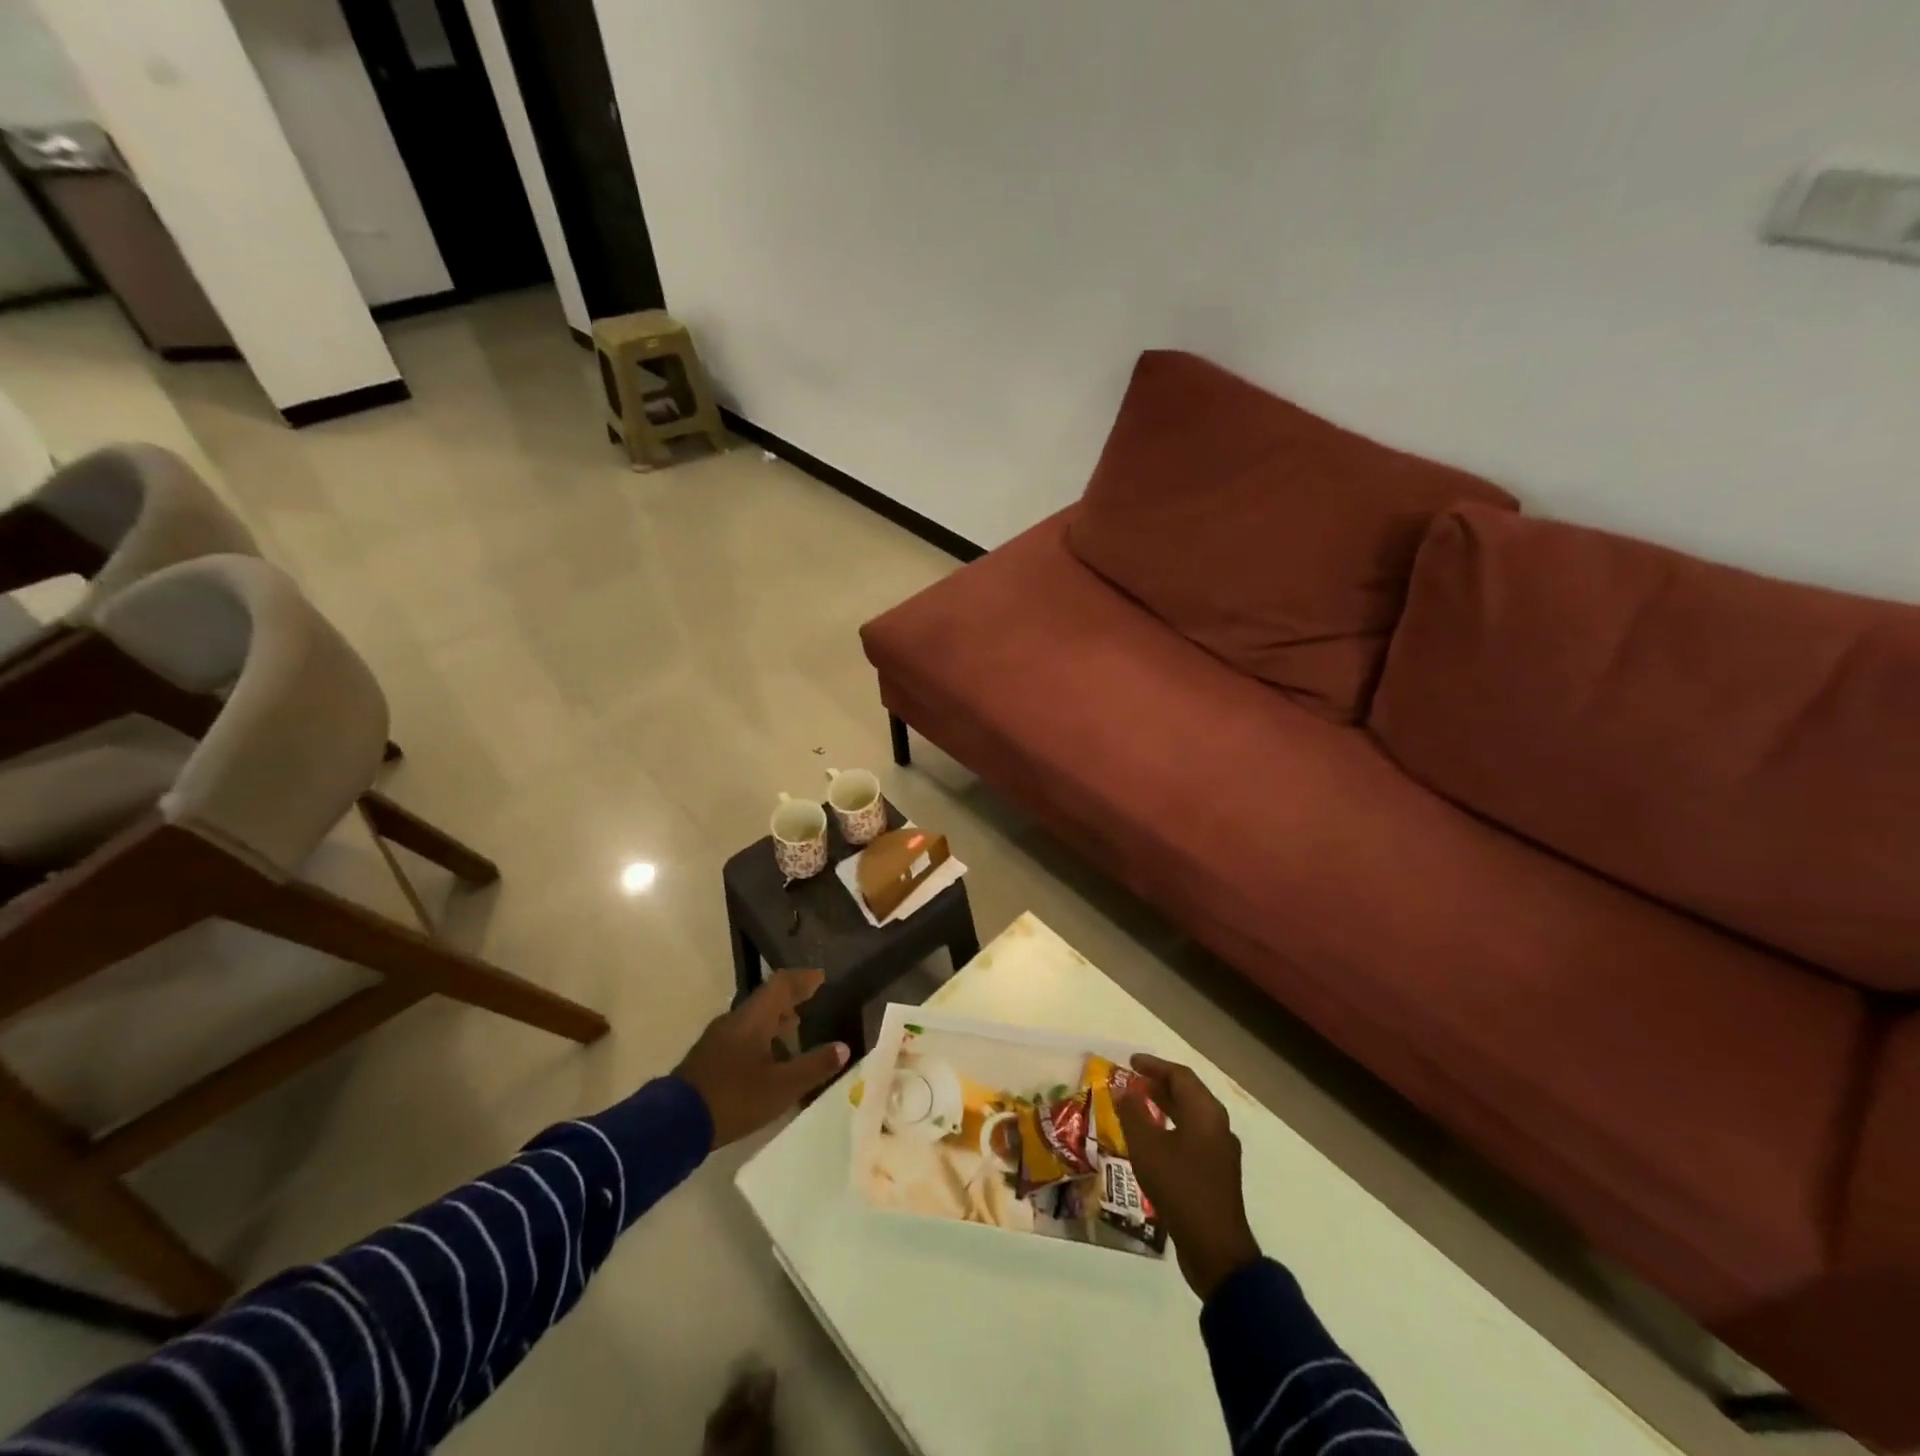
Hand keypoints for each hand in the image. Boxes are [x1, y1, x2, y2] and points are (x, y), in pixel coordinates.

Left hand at [675, 969, 848, 1147]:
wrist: (674, 1123)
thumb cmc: (734, 1097)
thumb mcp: (781, 1087)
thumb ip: (814, 1066)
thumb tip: (844, 1047)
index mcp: (754, 1018)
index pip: (781, 985)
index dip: (802, 979)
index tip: (821, 978)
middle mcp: (735, 1020)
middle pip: (766, 1000)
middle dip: (790, 1000)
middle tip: (812, 1002)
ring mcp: (718, 1039)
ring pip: (753, 1019)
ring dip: (775, 1020)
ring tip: (795, 1030)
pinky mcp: (709, 1058)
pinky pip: (742, 1036)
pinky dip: (761, 1038)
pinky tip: (769, 1060)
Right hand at [1117, 1053, 1261, 1301]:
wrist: (1215, 1250)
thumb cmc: (1180, 1188)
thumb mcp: (1147, 1147)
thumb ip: (1133, 1113)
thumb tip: (1123, 1090)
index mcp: (1206, 1113)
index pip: (1180, 1076)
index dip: (1154, 1065)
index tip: (1131, 1062)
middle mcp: (1218, 1126)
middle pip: (1188, 1093)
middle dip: (1159, 1084)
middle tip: (1132, 1081)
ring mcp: (1220, 1151)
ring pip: (1191, 1116)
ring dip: (1165, 1106)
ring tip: (1138, 1105)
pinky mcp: (1216, 1174)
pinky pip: (1193, 1137)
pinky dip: (1172, 1128)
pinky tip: (1153, 1141)